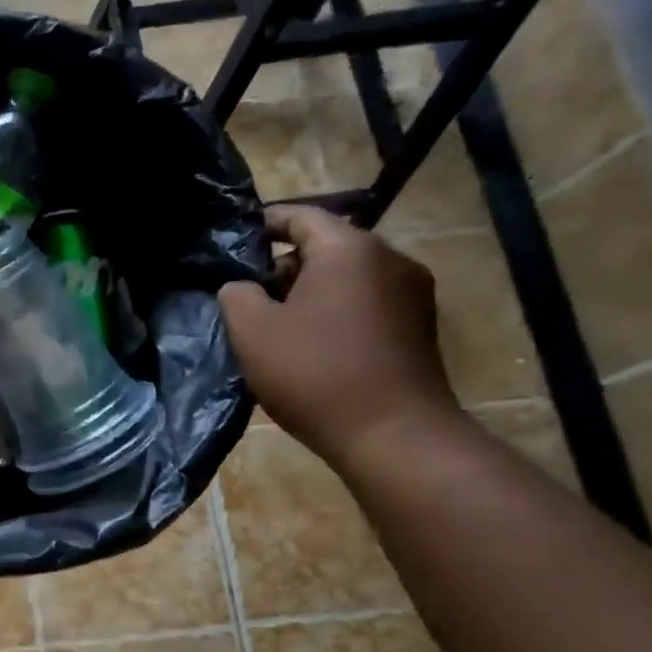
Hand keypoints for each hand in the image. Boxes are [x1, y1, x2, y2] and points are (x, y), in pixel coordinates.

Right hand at [219, 204, 462, 470]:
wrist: (394, 436)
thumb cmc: (315, 374)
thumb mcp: (253, 332)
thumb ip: (236, 295)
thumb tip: (241, 287)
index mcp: (349, 249)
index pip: (300, 215)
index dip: (262, 225)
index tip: (233, 243)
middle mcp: (389, 260)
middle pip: (327, 245)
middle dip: (283, 265)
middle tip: (247, 294)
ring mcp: (411, 295)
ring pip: (348, 277)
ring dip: (309, 292)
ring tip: (275, 324)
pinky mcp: (419, 328)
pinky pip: (366, 304)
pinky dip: (335, 312)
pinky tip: (311, 345)